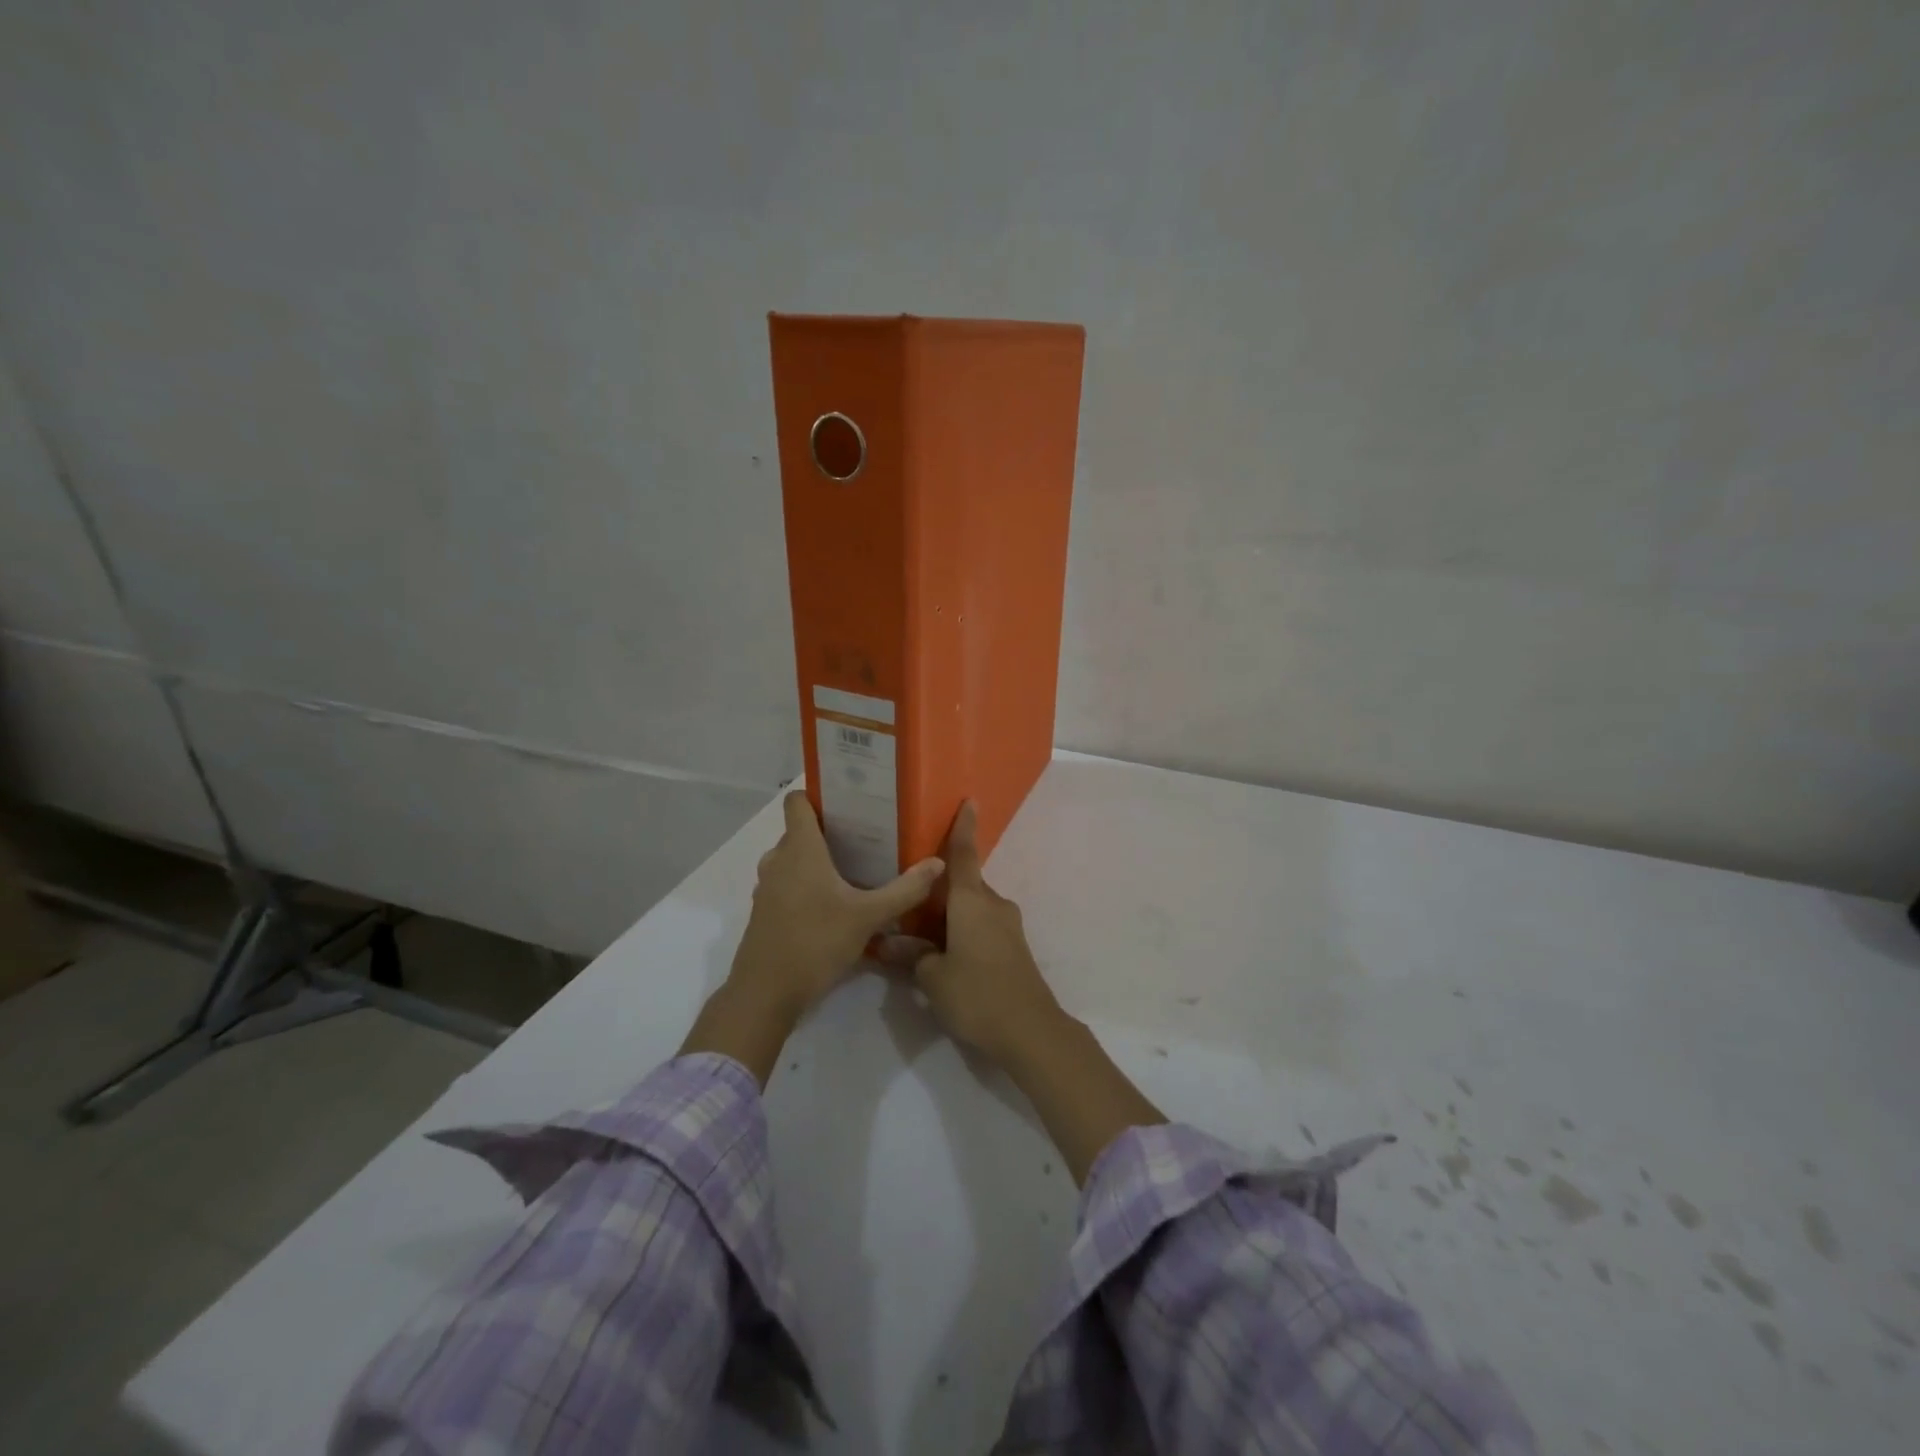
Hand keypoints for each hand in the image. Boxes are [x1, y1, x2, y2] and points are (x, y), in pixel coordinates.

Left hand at [729, 791, 944, 1025]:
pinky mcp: (766, 911)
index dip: (819, 794)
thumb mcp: (868, 917)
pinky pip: (788, 882)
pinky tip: (835, 902)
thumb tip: (938, 863)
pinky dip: (808, 883)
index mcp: (799, 848)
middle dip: (830, 829)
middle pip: (800, 830)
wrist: (765, 994)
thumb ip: (905, 890)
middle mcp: (778, 860)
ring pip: (794, 858)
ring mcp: (768, 887)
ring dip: (819, 859)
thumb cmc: (815, 942)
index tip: (850, 799)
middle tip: (868, 834)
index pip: (797, 801)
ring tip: (855, 866)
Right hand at [887, 802, 1064, 1068]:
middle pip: (963, 885)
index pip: (964, 854)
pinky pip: (982, 927)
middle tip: (907, 900)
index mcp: (972, 901)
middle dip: (938, 890)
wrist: (1030, 1030)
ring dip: (949, 915)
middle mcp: (993, 905)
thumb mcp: (933, 977)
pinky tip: (945, 954)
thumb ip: (911, 955)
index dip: (964, 827)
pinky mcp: (1013, 948)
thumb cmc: (977, 994)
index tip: (969, 801)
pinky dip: (962, 931)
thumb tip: (886, 943)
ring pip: (972, 908)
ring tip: (919, 933)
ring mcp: (1007, 926)